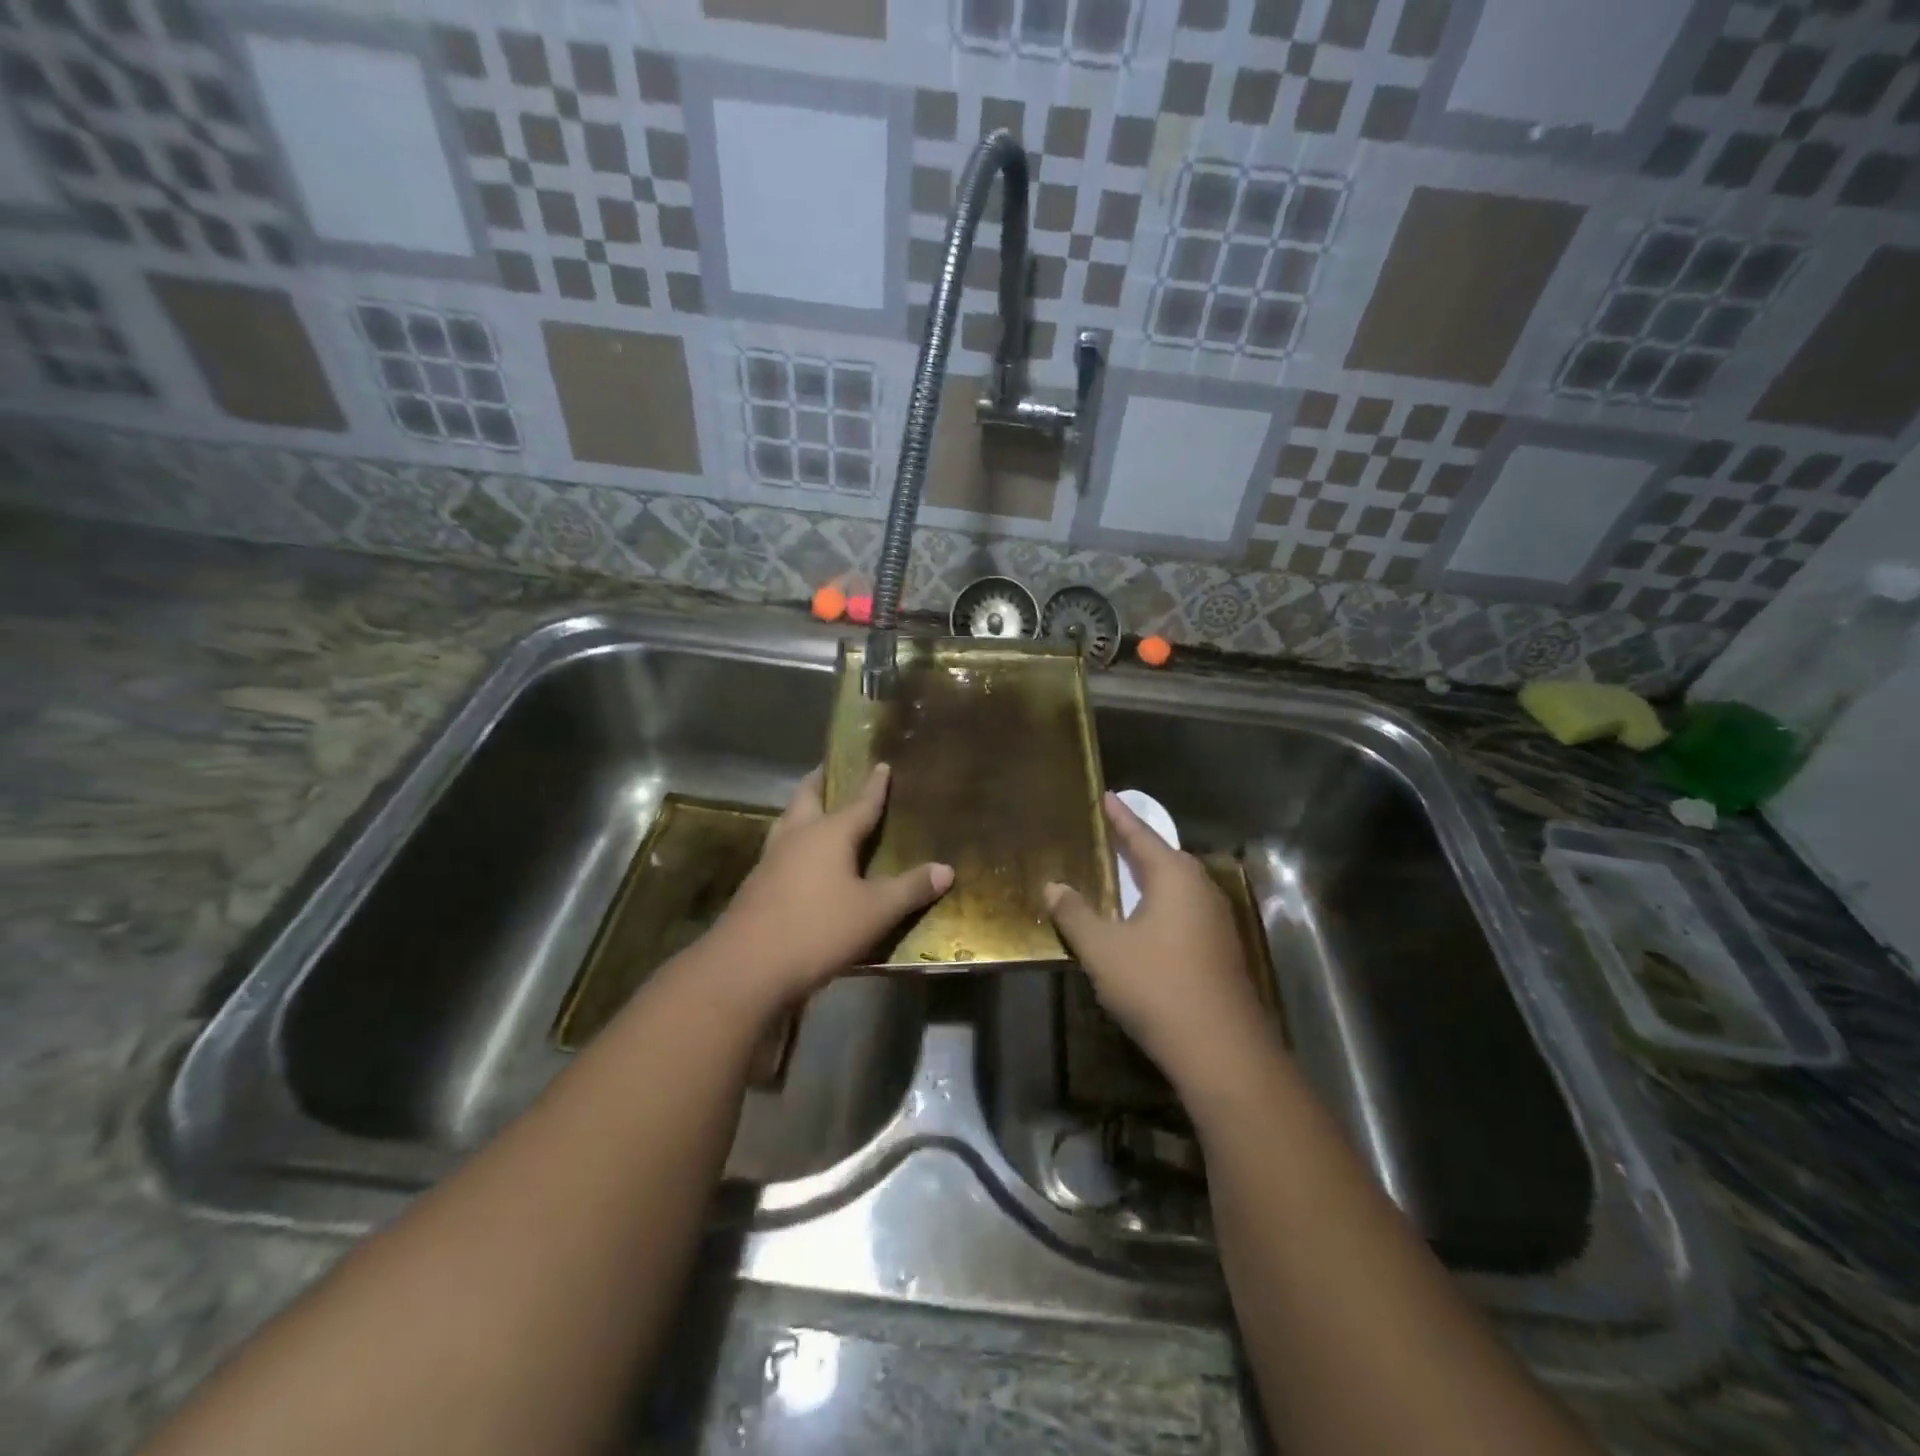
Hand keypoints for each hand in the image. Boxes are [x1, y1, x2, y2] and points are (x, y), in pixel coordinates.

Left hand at [713, 765, 952, 1008]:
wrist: (748, 966)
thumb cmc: (819, 929)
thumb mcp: (875, 911)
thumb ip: (910, 889)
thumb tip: (946, 869)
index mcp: (830, 833)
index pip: (859, 802)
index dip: (874, 785)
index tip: (882, 764)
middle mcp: (798, 836)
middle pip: (808, 797)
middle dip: (821, 782)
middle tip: (830, 771)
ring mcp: (771, 859)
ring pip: (787, 821)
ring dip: (802, 809)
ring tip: (814, 809)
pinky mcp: (756, 884)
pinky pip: (779, 849)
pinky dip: (793, 842)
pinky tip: (799, 860)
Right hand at [1046, 793, 1271, 1091]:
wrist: (1220, 1048)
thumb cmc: (1155, 985)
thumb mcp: (1102, 948)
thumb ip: (1075, 913)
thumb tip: (1053, 885)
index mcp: (1174, 877)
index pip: (1141, 836)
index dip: (1120, 817)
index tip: (1107, 796)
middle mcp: (1200, 889)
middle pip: (1163, 857)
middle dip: (1136, 845)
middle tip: (1110, 832)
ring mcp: (1216, 920)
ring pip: (1176, 886)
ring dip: (1149, 877)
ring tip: (1124, 871)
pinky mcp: (1221, 949)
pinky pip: (1184, 910)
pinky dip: (1160, 904)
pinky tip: (1145, 920)